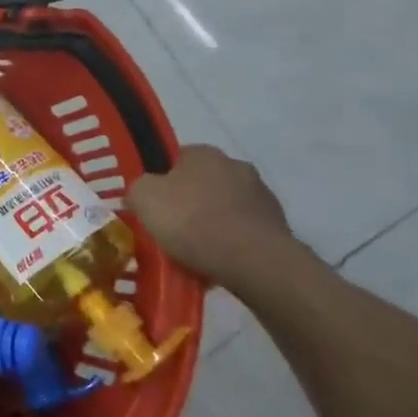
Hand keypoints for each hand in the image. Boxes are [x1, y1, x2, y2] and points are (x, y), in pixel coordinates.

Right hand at [127, 144, 293, 280]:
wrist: (253, 261)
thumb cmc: (191, 220)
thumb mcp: (143, 197)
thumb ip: (138, 189)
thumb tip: (143, 194)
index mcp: (203, 153)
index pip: (175, 159)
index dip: (160, 181)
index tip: (152, 205)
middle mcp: (236, 165)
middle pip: (202, 184)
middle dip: (189, 202)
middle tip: (170, 229)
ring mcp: (262, 196)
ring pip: (224, 208)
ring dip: (212, 224)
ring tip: (194, 253)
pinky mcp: (279, 227)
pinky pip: (244, 232)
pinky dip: (231, 244)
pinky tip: (218, 263)